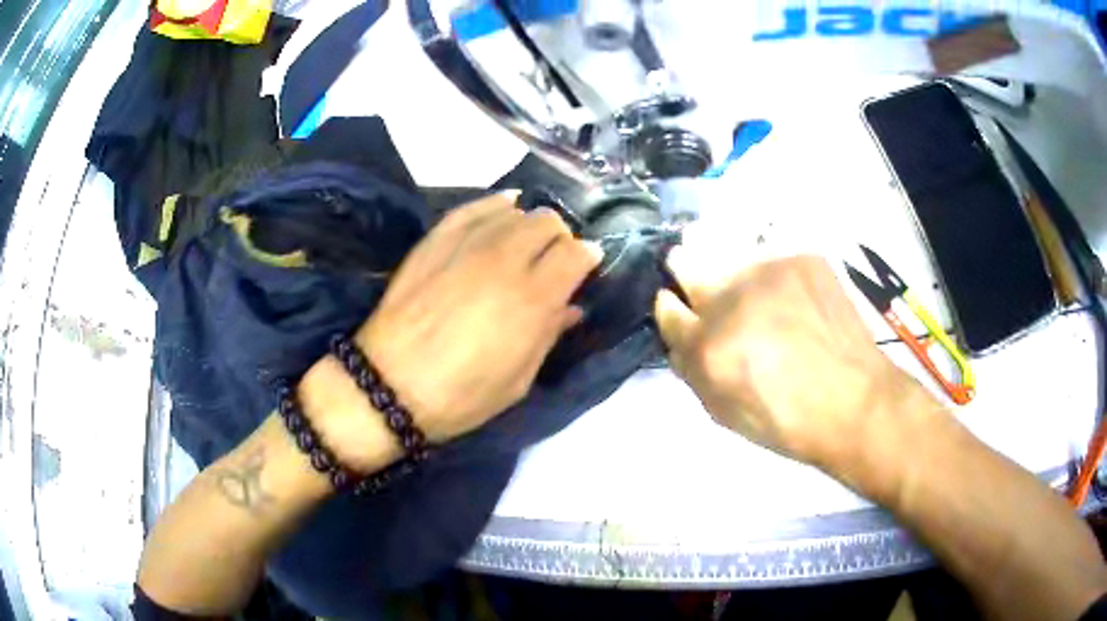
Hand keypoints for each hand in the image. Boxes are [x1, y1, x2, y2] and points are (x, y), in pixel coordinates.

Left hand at [350, 191, 600, 443]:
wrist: (388, 385)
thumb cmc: (461, 395)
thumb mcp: (518, 379)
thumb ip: (549, 335)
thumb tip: (572, 307)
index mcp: (533, 299)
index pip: (576, 253)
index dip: (587, 257)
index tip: (585, 267)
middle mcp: (505, 260)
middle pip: (548, 223)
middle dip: (560, 238)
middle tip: (553, 260)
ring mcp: (467, 244)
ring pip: (516, 211)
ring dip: (530, 224)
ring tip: (526, 243)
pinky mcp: (436, 239)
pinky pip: (475, 206)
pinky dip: (497, 204)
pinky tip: (506, 207)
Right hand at [655, 252, 936, 468]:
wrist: (856, 402)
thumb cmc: (787, 421)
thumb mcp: (724, 413)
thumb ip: (692, 370)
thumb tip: (680, 336)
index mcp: (709, 345)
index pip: (666, 307)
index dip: (670, 309)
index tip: (680, 310)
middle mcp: (733, 298)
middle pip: (685, 260)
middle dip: (685, 270)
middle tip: (700, 282)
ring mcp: (771, 271)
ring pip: (727, 248)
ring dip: (727, 266)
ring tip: (748, 286)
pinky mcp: (803, 258)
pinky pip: (770, 255)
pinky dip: (770, 273)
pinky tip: (787, 293)